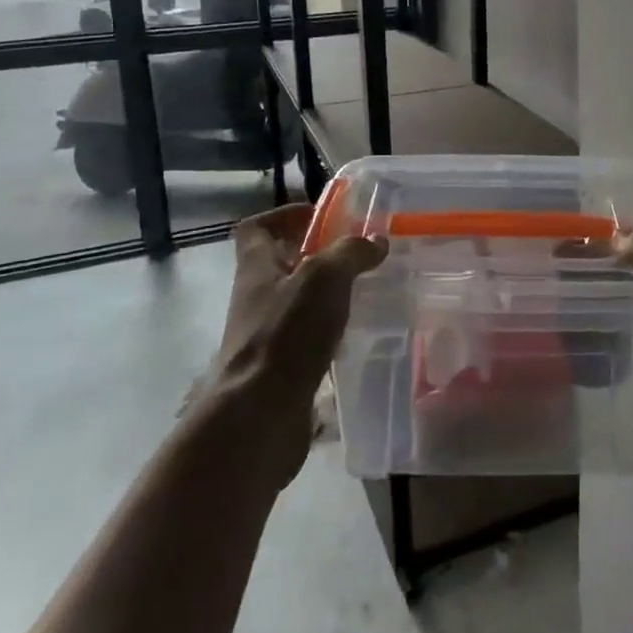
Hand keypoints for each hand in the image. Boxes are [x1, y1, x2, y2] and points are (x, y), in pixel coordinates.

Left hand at [206, 203, 385, 486]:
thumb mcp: (324, 277)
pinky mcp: (280, 367)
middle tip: (357, 255)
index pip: (256, 228)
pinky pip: (307, 338)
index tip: (320, 217)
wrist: (259, 416)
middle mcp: (256, 297)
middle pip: (281, 264)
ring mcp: (266, 334)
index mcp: (256, 267)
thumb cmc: (286, 334)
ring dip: (327, 295)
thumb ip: (351, 253)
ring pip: (297, 302)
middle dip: (317, 256)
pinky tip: (357, 334)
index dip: (284, 215)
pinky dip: (329, 332)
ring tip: (365, 291)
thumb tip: (376, 241)